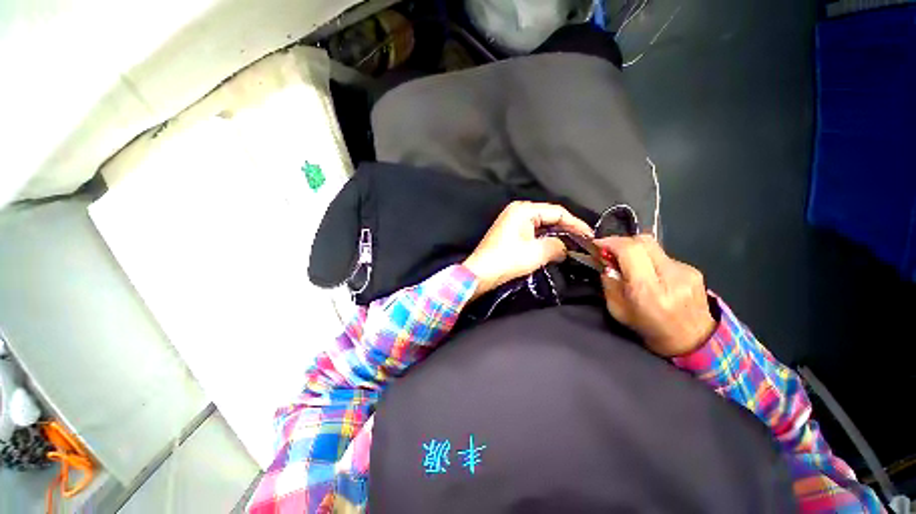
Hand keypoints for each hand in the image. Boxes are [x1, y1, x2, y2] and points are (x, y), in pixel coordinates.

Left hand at [464, 201, 592, 298]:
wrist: (480, 273)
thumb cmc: (507, 260)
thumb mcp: (537, 252)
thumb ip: (558, 246)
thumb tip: (566, 247)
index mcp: (523, 209)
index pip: (557, 212)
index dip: (576, 224)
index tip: (590, 236)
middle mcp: (517, 211)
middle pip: (549, 217)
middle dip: (566, 230)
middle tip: (583, 242)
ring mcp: (512, 221)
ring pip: (541, 226)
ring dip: (555, 236)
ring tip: (572, 246)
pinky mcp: (509, 233)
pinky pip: (532, 233)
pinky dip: (543, 240)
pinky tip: (553, 248)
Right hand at [596, 235, 716, 356]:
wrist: (692, 341)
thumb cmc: (648, 328)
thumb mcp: (618, 310)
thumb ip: (609, 284)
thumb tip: (606, 263)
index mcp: (648, 290)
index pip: (630, 250)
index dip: (611, 242)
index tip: (598, 244)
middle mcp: (670, 276)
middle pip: (643, 241)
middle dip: (622, 242)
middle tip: (611, 251)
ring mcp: (685, 271)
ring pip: (654, 247)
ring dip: (636, 251)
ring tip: (631, 266)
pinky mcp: (694, 270)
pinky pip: (664, 256)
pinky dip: (651, 260)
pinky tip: (651, 274)